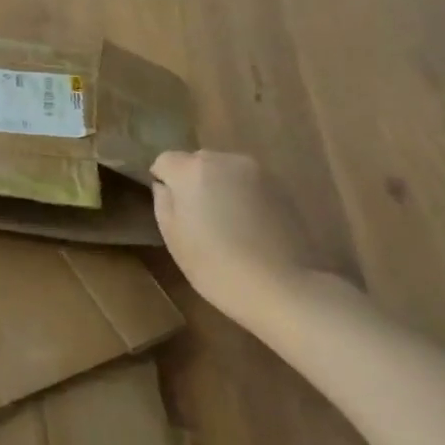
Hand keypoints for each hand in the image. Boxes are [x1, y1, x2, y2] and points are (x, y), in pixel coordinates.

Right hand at [150, 150, 313, 320]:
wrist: (280, 285)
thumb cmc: (215, 265)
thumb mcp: (173, 238)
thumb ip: (164, 202)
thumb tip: (165, 186)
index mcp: (192, 170)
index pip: (165, 160)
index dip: (163, 181)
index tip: (171, 209)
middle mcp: (225, 160)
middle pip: (198, 161)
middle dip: (192, 182)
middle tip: (197, 218)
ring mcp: (258, 171)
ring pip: (226, 171)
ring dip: (220, 188)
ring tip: (226, 225)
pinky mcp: (281, 186)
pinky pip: (249, 184)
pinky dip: (243, 197)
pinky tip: (250, 228)